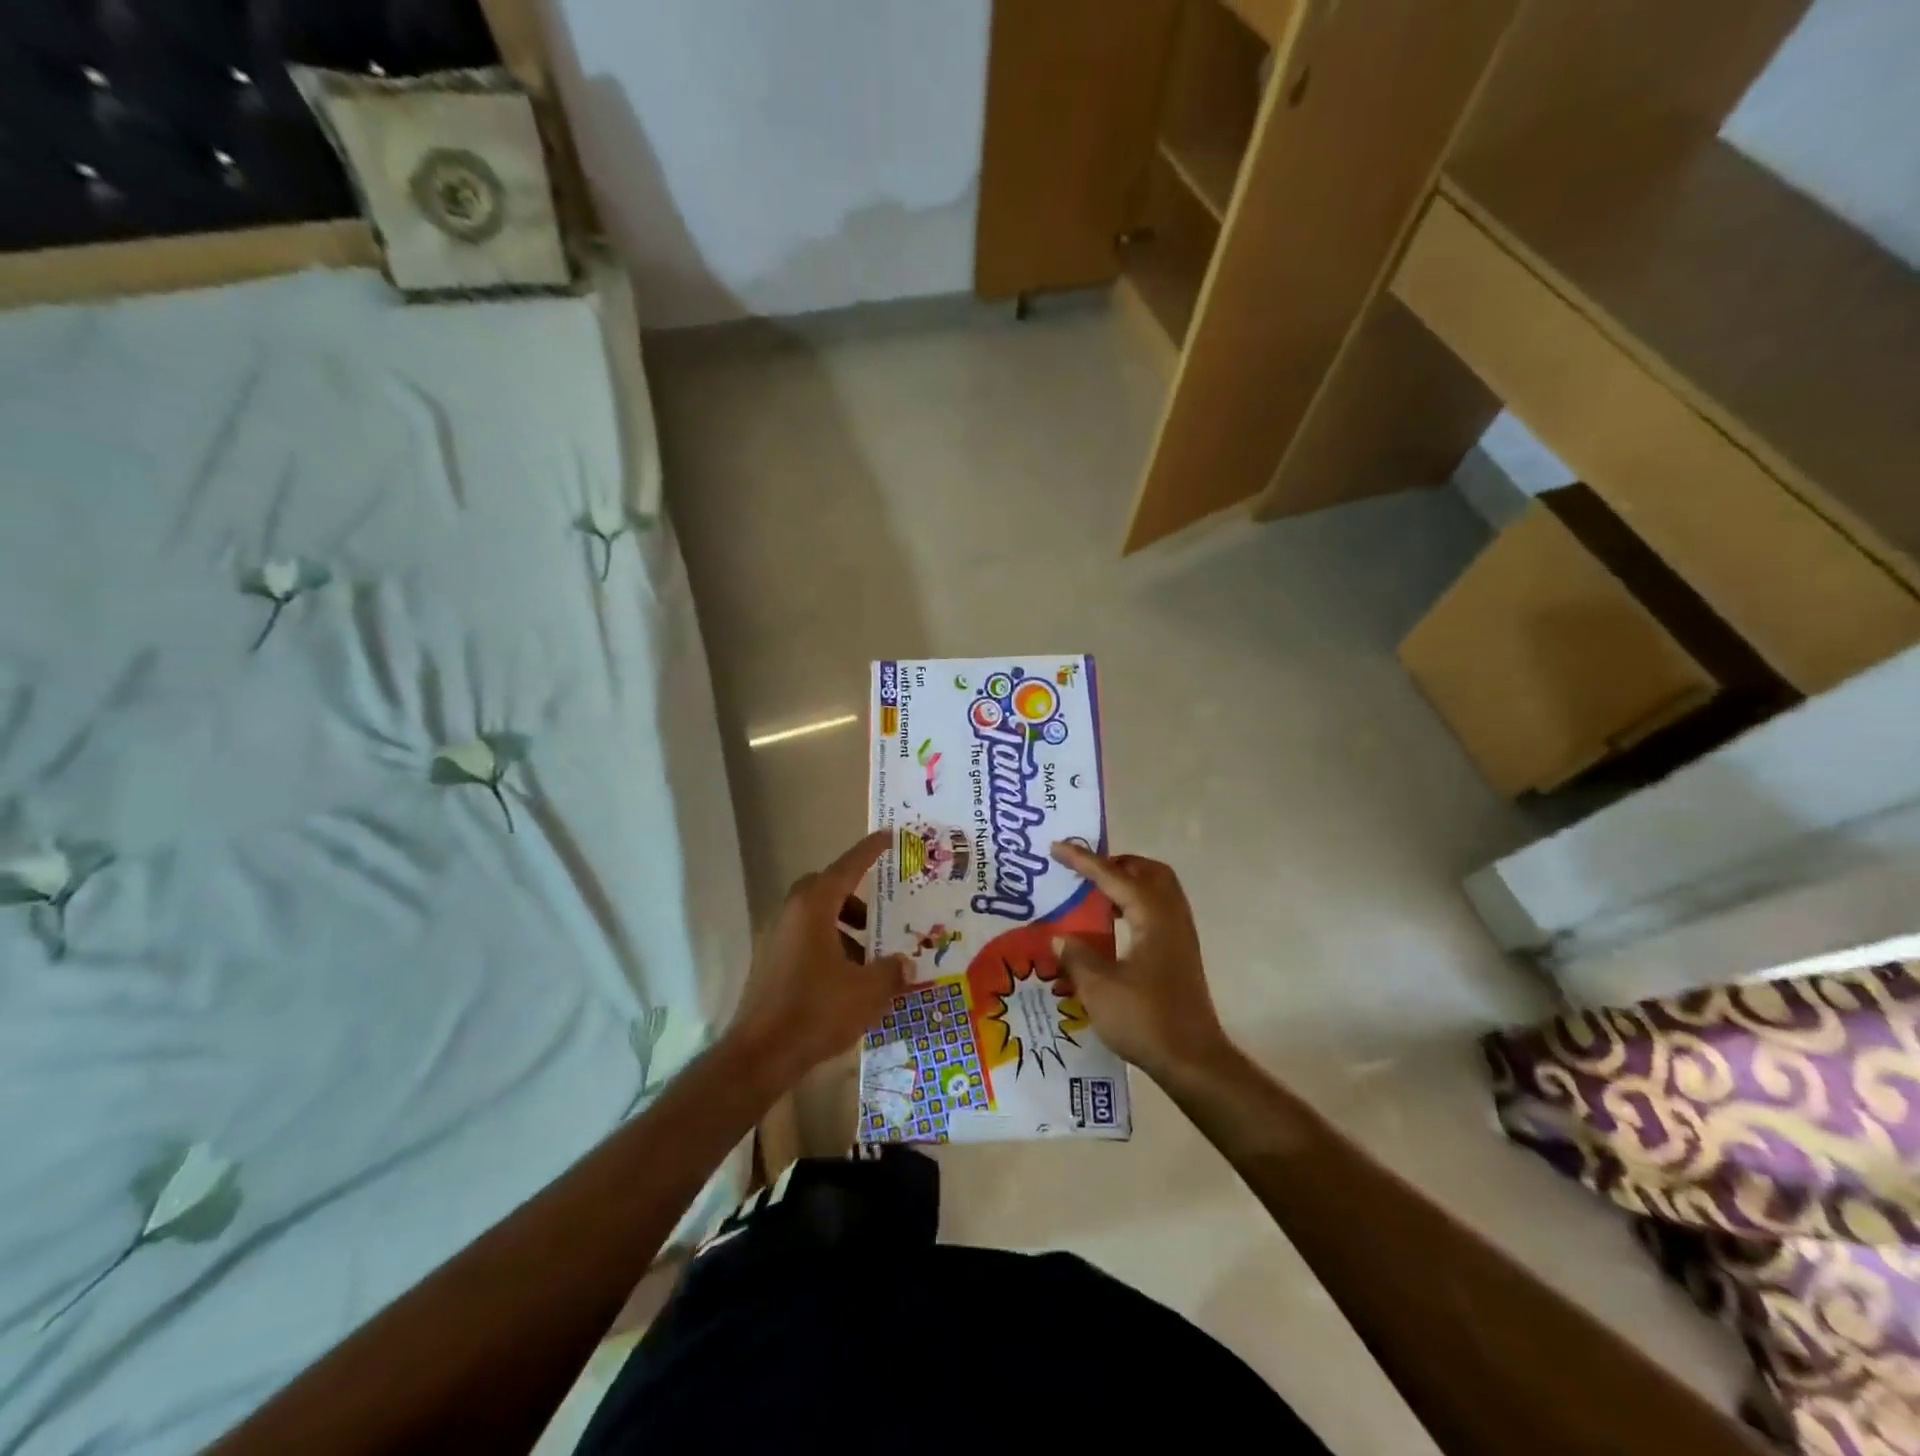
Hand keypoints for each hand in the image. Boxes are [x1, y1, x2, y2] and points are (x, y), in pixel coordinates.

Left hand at [727, 831, 908, 1090]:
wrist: (760, 1055)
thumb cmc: (816, 1011)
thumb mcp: (868, 991)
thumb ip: (892, 971)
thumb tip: (905, 964)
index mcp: (814, 907)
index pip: (847, 867)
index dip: (869, 851)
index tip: (887, 836)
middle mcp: (791, 913)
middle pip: (827, 889)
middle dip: (856, 897)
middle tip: (880, 914)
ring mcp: (775, 938)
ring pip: (816, 917)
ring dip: (844, 927)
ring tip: (870, 957)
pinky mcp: (770, 963)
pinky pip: (805, 940)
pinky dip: (829, 946)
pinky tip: (847, 980)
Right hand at [1050, 841, 1231, 1084]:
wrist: (1194, 1061)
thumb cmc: (1145, 1020)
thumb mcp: (1099, 988)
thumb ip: (1077, 956)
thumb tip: (1060, 937)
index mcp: (1153, 917)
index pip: (1114, 876)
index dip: (1084, 861)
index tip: (1058, 847)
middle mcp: (1172, 917)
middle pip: (1148, 872)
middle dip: (1116, 864)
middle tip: (1085, 871)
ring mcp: (1180, 935)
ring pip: (1157, 890)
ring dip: (1127, 883)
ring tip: (1095, 895)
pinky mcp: (1181, 953)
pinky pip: (1158, 910)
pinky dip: (1134, 905)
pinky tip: (1112, 927)